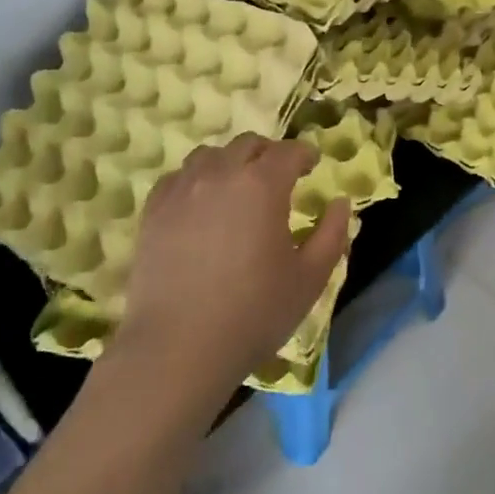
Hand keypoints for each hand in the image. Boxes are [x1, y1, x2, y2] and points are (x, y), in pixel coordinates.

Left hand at [110, 135, 349, 409]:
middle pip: (248, 144)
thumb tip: (341, 203)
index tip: (311, 165)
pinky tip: (200, 204)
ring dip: (230, 162)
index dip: (304, 154)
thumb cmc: (253, 313)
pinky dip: (196, 179)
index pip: (289, 151)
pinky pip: (178, 177)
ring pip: (210, 155)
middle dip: (269, 154)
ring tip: (237, 187)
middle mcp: (221, 174)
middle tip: (278, 177)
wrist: (177, 349)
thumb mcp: (309, 279)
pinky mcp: (154, 211)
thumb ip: (332, 234)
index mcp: (263, 184)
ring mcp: (183, 189)